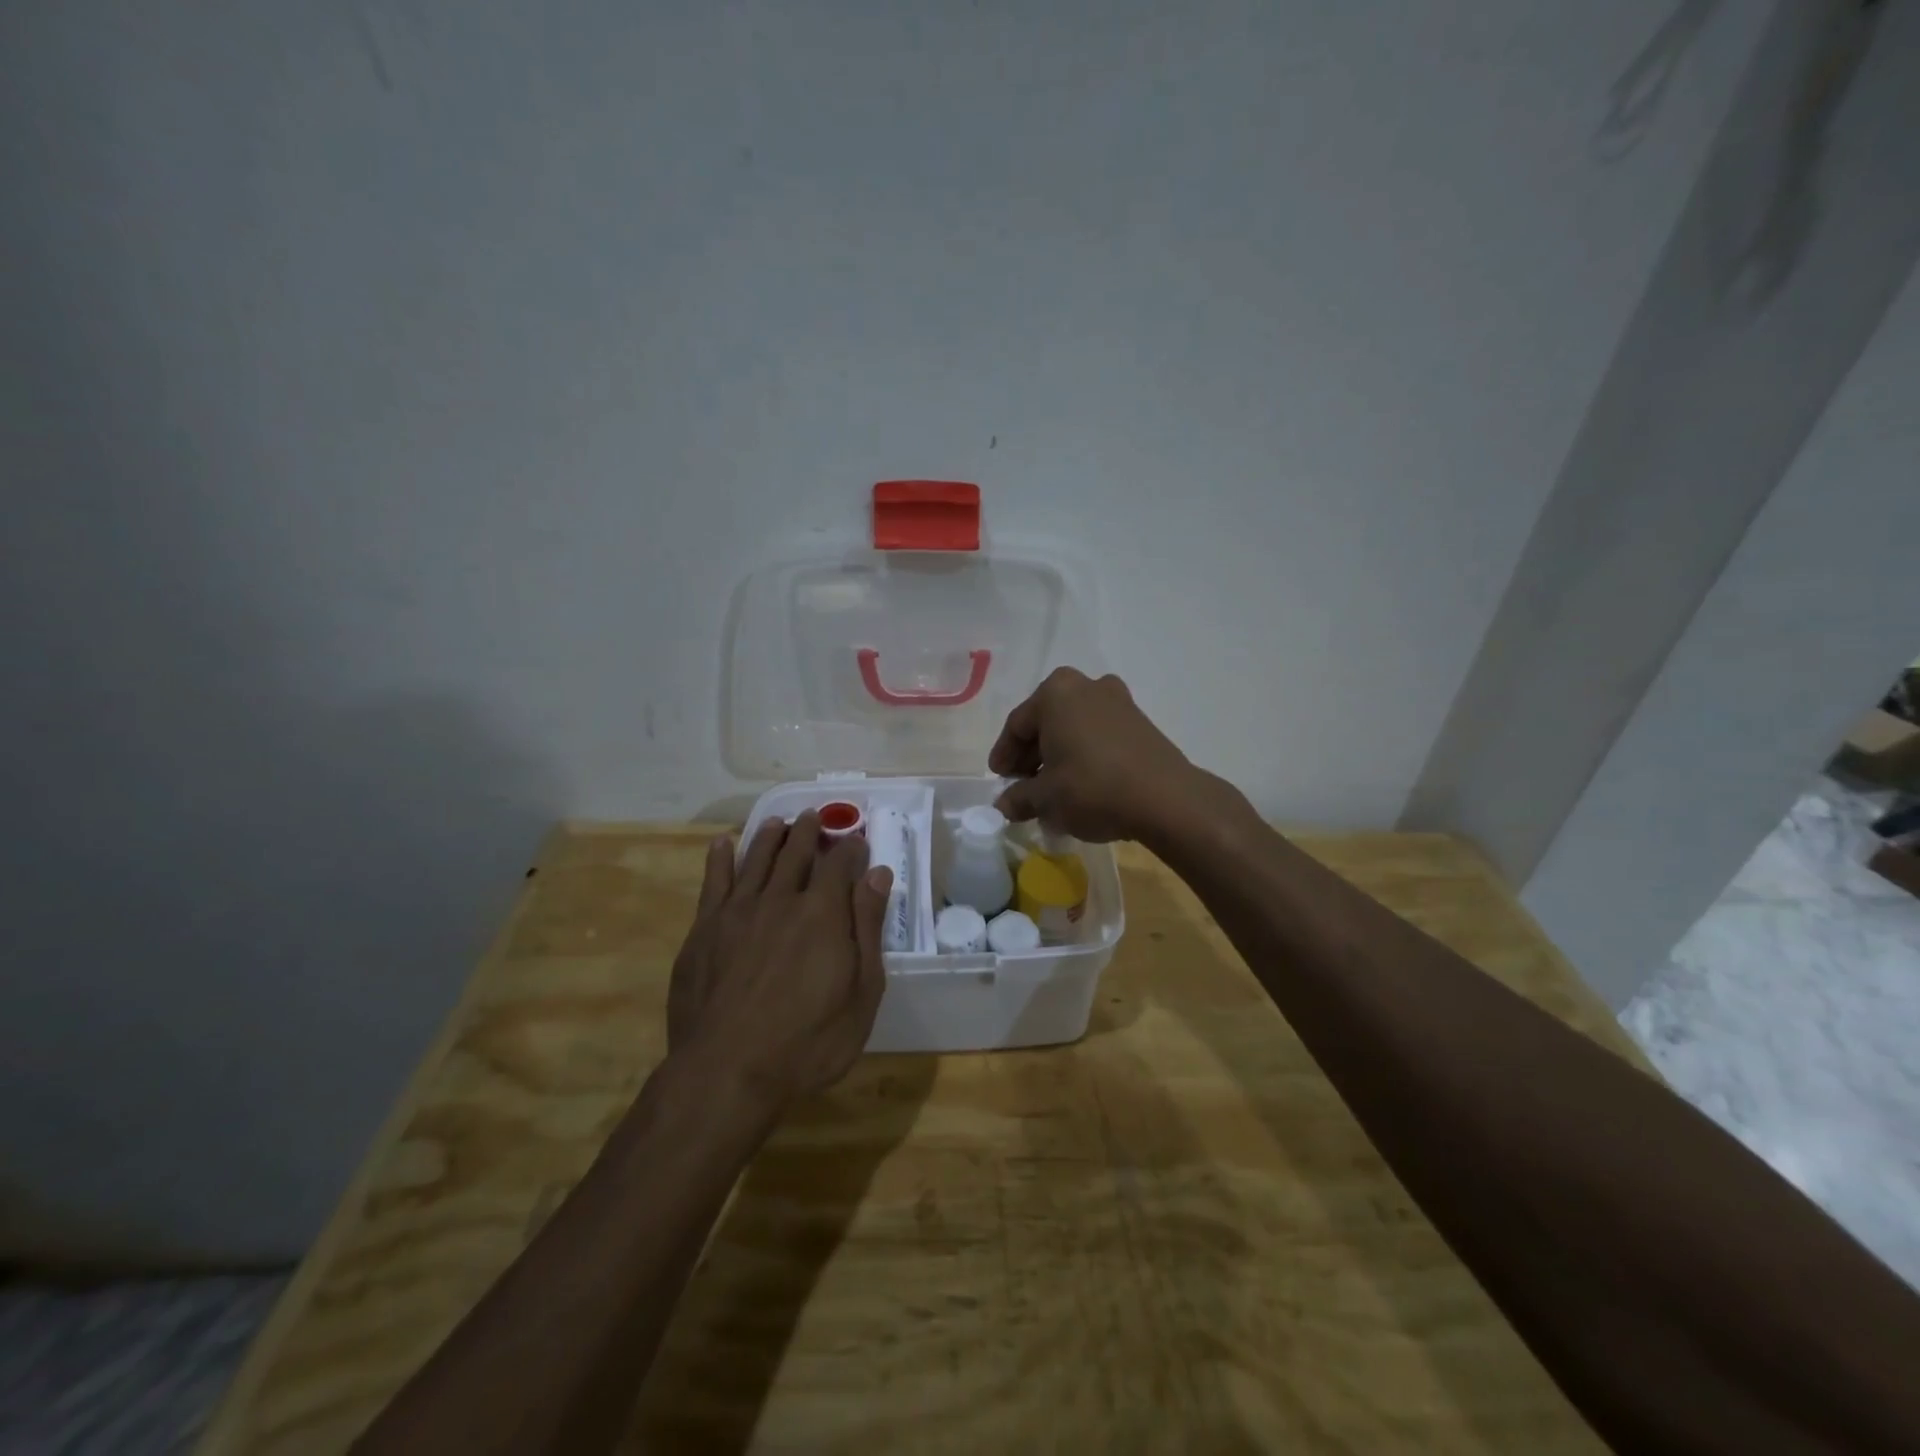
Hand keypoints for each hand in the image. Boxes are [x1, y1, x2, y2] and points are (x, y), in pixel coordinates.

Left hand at [667, 811, 891, 1111]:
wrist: (726, 1071)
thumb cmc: (808, 1041)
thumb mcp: (861, 992)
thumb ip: (868, 928)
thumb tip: (878, 875)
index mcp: (823, 912)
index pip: (840, 863)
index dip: (851, 848)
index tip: (858, 842)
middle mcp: (780, 898)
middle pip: (796, 852)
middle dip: (809, 831)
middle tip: (815, 818)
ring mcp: (737, 911)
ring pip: (756, 858)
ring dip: (770, 835)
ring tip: (779, 822)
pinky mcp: (704, 929)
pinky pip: (713, 881)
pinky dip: (720, 858)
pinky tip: (722, 844)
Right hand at [989, 667, 1201, 842]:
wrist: (1166, 799)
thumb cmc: (1092, 788)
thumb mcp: (1045, 798)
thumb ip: (1018, 798)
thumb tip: (1004, 805)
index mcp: (1056, 692)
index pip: (1017, 724)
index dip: (1004, 755)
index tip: (999, 778)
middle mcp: (1087, 686)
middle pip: (1047, 722)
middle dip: (1032, 755)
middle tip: (1022, 785)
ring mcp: (1118, 701)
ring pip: (1074, 728)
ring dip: (1059, 755)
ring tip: (1051, 789)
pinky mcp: (1141, 722)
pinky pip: (1099, 735)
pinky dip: (1084, 755)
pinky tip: (1080, 784)